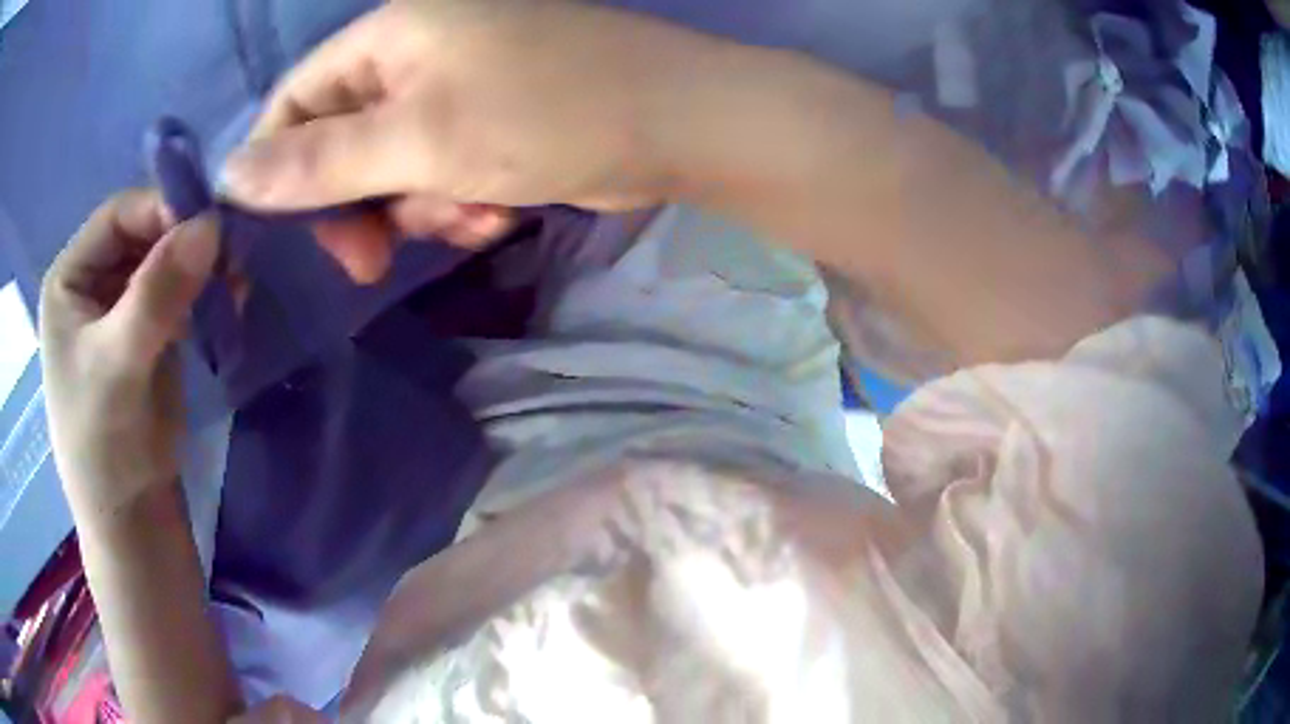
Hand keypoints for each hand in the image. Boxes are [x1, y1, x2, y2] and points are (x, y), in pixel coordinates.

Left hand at [40, 190, 218, 520]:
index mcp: (69, 278)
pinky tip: (231, 297)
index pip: (118, 215)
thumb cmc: (104, 446)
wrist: (131, 519)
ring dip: (201, 265)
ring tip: (237, 279)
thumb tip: (212, 224)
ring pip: (166, 261)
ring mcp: (121, 308)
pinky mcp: (149, 334)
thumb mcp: (119, 366)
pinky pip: (179, 293)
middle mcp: (93, 282)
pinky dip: (205, 290)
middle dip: (186, 239)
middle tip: (232, 253)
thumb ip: (157, 294)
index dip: (161, 210)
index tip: (209, 224)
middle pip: (144, 233)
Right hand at [221, 0, 706, 281]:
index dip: (280, 170)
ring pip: (392, 166)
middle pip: (341, 139)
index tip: (298, 237)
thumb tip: (231, 176)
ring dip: (421, 207)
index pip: (295, 101)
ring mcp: (456, 83)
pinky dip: (459, 200)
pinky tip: (499, 212)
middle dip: (363, 203)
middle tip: (379, 258)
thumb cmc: (550, 113)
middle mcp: (415, 50)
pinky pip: (440, 169)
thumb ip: (318, 161)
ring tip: (473, 215)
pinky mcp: (491, 117)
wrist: (677, 122)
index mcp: (389, 35)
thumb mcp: (419, 139)